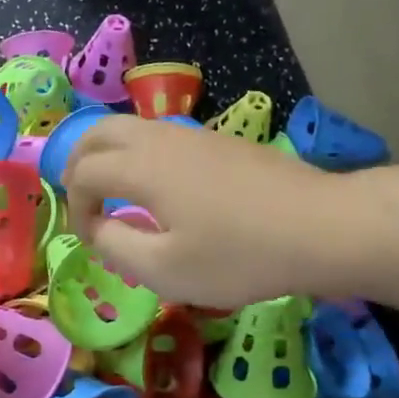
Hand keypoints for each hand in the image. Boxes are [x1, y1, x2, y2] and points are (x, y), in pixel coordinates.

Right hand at [63, 116, 349, 308]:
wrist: (324, 227)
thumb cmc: (240, 254)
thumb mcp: (166, 270)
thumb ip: (116, 247)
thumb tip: (98, 228)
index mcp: (141, 167)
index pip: (83, 172)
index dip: (75, 206)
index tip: (90, 238)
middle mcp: (159, 138)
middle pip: (98, 132)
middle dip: (78, 163)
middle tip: (82, 199)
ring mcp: (192, 134)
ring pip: (129, 127)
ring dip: (107, 154)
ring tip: (113, 192)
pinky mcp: (218, 140)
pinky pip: (158, 135)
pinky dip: (137, 154)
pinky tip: (157, 187)